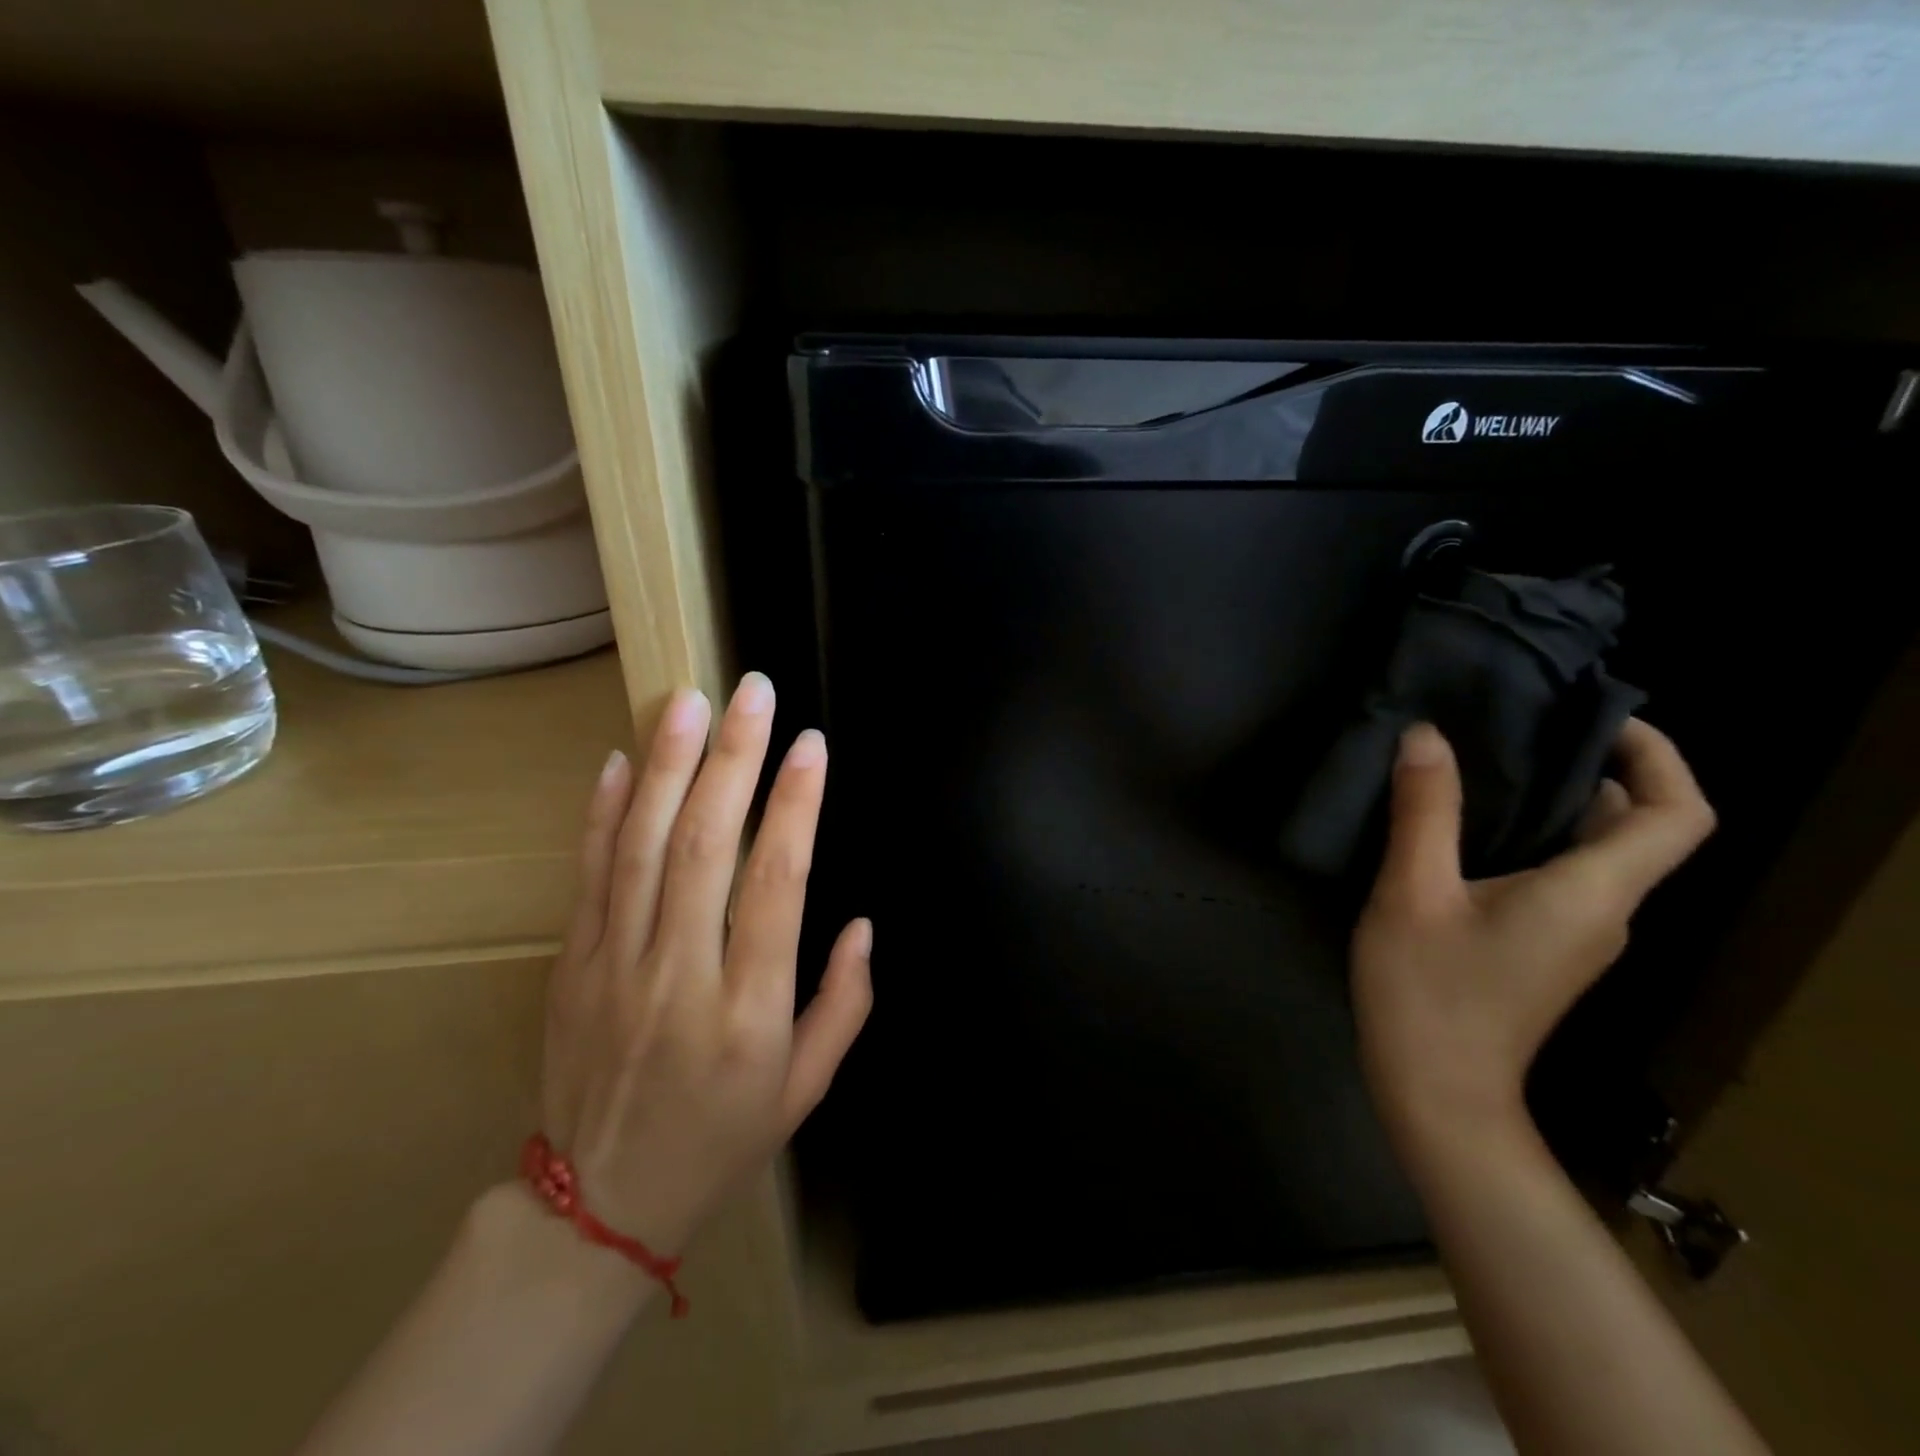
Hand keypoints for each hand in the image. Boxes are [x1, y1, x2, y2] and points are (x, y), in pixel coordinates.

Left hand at [539, 672, 871, 1256]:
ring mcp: (615, 966)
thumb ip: (844, 1004)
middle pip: (706, 847)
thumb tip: (861, 923)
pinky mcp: (573, 965)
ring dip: (668, 767)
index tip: (812, 747)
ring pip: (643, 848)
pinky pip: (589, 877)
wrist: (596, 1206)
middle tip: (752, 693)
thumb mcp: (807, 1091)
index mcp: (749, 1011)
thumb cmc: (721, 1141)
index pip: (776, 885)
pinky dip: (603, 814)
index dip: (797, 808)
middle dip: (733, 760)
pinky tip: (620, 761)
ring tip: (688, 702)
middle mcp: (680, 976)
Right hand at [1352, 718, 1714, 1146]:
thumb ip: (1424, 812)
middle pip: (1640, 829)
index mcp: (1591, 893)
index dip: (1658, 757)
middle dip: (1599, 769)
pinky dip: (1541, 838)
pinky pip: (1568, 876)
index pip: (1677, 815)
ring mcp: (1580, 935)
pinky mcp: (1550, 949)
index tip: (1598, 720)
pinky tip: (1473, 828)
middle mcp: (1607, 911)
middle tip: (1524, 728)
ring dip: (1564, 803)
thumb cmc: (1427, 990)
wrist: (1437, 1089)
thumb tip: (1427, 736)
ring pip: (1599, 853)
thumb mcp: (1411, 893)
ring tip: (1491, 764)